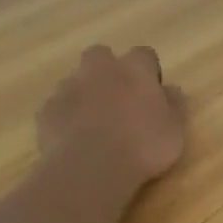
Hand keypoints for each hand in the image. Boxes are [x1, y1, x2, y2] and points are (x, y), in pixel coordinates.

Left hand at [37, 46, 187, 187]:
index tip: (151, 92)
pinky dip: (65, 116)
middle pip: (102, 56)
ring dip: (85, 94)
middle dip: (108, 71)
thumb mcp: (174, 130)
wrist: (90, 168)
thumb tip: (172, 90)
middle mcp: (100, 68)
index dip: (148, 71)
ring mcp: (68, 87)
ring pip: (76, 80)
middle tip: (118, 99)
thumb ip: (174, 105)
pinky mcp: (47, 110)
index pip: (144, 55)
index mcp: (134, 68)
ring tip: (94, 123)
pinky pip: (57, 106)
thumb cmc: (142, 146)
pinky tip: (73, 138)